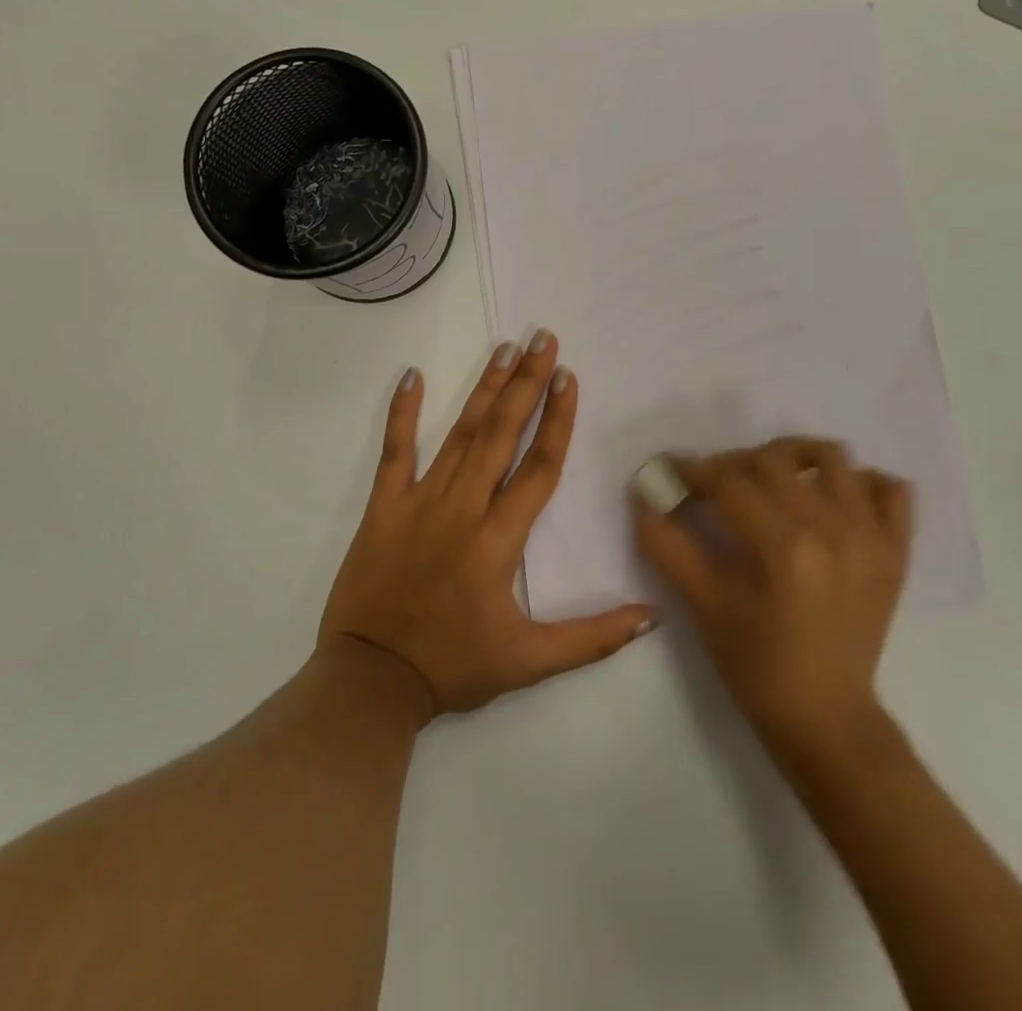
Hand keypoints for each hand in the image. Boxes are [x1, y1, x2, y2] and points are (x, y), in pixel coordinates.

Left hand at [319, 331, 656, 718]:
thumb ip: (592, 638)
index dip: (558, 420)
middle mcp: (462, 508)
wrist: (369, 683)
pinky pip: (394, 451)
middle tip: (542, 339)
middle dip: (526, 383)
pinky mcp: (383, 507)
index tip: (568, 377)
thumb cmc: (453, 666)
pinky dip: (402, 413)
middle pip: (501, 434)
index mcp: (499, 539)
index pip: (538, 467)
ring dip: (484, 389)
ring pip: (459, 434)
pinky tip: (412, 376)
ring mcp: (419, 502)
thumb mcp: (529, 662)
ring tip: (504, 349)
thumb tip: (652, 618)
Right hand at [635, 438, 912, 752]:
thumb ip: (668, 547)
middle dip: (735, 462)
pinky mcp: (897, 551)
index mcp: (783, 547)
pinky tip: (833, 499)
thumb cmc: (757, 668)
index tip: (674, 470)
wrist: (826, 720)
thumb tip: (642, 496)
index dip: (695, 470)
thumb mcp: (704, 608)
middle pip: (775, 460)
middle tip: (716, 484)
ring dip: (795, 456)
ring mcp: (872, 537)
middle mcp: (833, 529)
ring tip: (773, 479)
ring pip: (833, 458)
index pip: (731, 482)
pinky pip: (892, 490)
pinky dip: (861, 482)